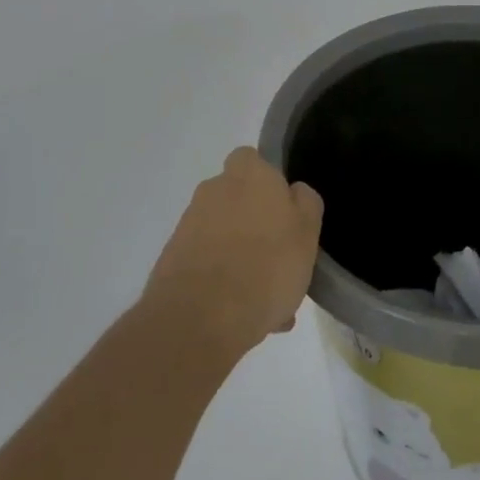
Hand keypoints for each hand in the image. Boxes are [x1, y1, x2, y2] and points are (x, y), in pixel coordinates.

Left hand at [145, 148, 324, 355]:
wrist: (199, 319)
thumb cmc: (266, 266)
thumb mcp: (308, 232)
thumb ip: (305, 204)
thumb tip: (294, 192)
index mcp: (248, 174)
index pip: (252, 159)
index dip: (267, 182)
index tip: (283, 212)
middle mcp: (213, 190)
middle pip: (237, 199)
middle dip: (254, 225)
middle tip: (277, 262)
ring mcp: (189, 224)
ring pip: (223, 236)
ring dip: (240, 258)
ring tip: (264, 302)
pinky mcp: (172, 260)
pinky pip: (206, 264)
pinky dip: (220, 282)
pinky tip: (240, 316)